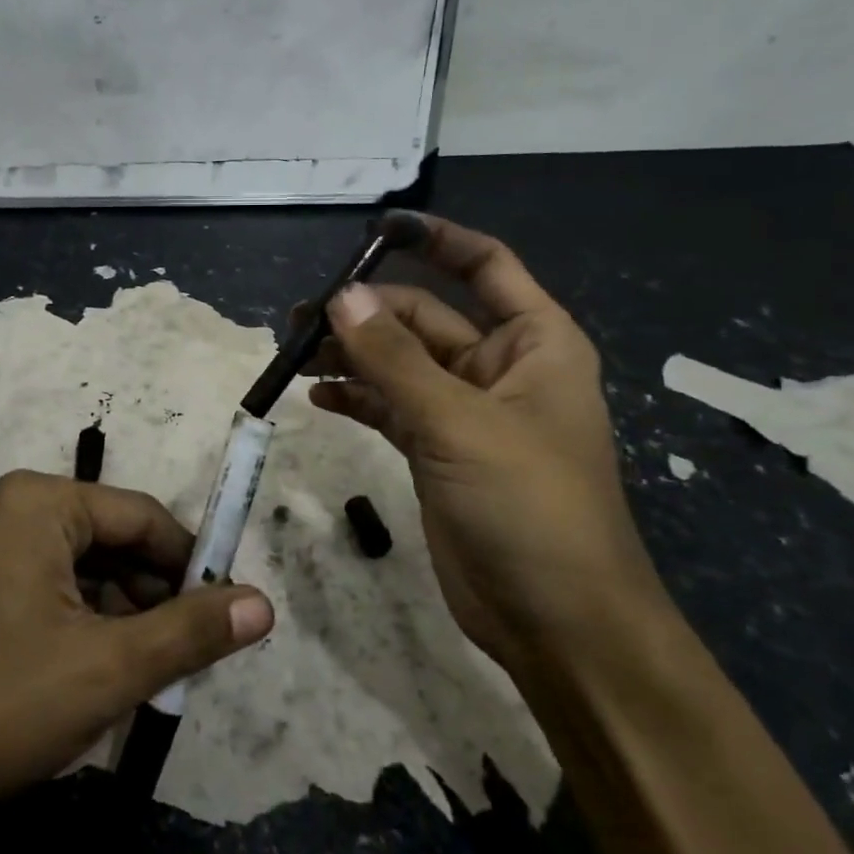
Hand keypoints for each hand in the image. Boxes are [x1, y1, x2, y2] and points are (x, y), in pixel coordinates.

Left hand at [0, 470, 274, 845]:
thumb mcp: (109, 669)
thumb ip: (191, 632)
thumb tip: (263, 604)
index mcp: (42, 502)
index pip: (143, 517)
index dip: (191, 565)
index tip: (224, 616)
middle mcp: (15, 509)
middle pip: (114, 541)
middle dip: (154, 597)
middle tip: (184, 658)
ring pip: (86, 570)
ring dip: (123, 617)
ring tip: (144, 676)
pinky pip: (54, 589)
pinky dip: (86, 625)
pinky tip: (97, 675)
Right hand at [305, 215, 667, 675]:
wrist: (559, 624)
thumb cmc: (530, 507)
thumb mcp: (460, 423)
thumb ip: (394, 359)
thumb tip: (339, 297)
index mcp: (533, 343)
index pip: (486, 266)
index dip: (435, 239)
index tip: (375, 230)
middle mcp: (499, 368)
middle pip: (424, 317)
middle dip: (366, 313)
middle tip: (300, 317)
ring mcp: (465, 411)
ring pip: (399, 363)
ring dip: (352, 354)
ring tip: (295, 352)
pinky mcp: (436, 451)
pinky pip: (390, 406)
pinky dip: (357, 397)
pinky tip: (318, 395)